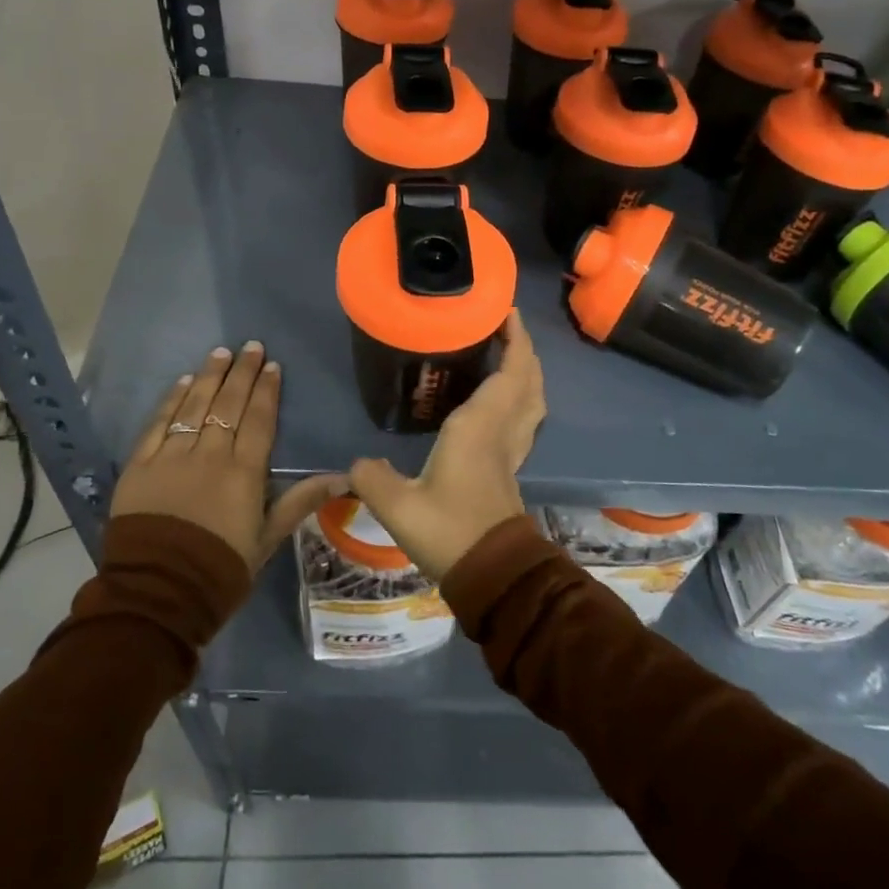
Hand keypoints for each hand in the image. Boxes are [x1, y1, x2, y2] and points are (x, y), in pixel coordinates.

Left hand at [114, 342, 343, 570]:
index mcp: (243, 472)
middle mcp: (209, 455)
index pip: (258, 419)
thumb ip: (301, 501)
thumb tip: (345, 476)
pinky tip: (184, 382)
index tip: (271, 365)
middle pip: (228, 404)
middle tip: (249, 346)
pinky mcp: (140, 465)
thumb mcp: (268, 539)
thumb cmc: (220, 570)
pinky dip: (172, 400)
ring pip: (194, 406)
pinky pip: (158, 424)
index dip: (266, 390)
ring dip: (209, 377)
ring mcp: (171, 457)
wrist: (157, 595)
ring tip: (220, 352)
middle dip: (241, 373)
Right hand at [348, 310, 545, 580]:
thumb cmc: (449, 531)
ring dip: (528, 373)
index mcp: (479, 426)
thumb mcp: (398, 505)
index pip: (509, 372)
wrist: (492, 576)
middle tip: (505, 327)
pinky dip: (522, 399)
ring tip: (509, 356)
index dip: (514, 340)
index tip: (507, 312)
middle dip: (523, 349)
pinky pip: (525, 420)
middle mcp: (502, 431)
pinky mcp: (511, 469)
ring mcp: (511, 451)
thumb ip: (371, 476)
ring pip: (533, 401)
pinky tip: (503, 402)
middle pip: (528, 381)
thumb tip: (355, 464)